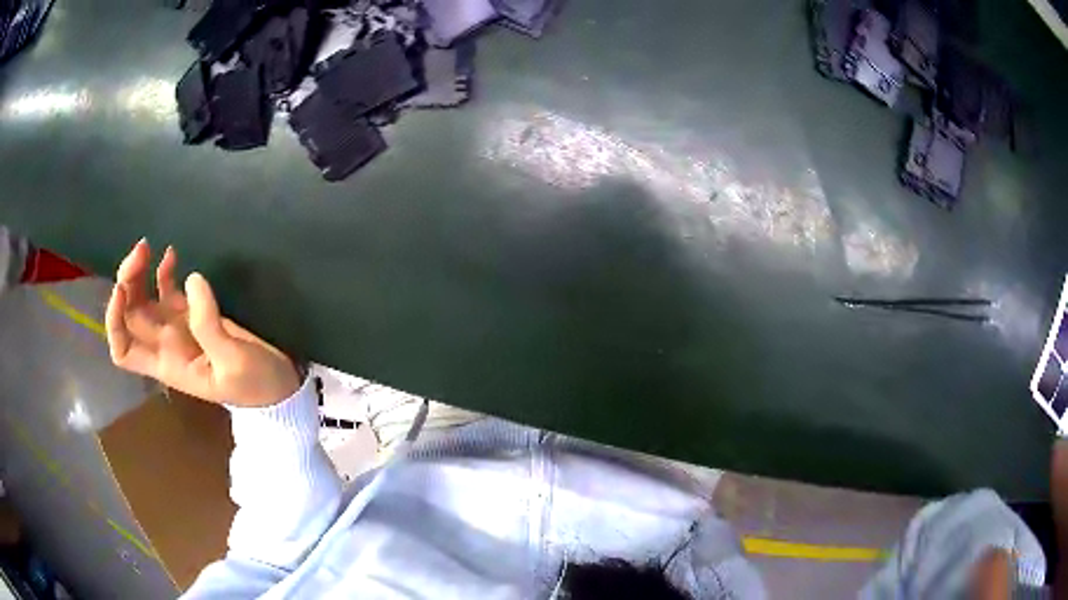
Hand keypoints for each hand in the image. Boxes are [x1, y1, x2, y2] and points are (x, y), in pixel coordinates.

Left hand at [105, 239, 300, 406]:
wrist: (279, 385)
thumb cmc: (256, 384)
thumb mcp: (234, 362)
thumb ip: (209, 325)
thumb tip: (192, 278)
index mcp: (168, 363)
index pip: (124, 350)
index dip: (115, 320)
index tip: (123, 290)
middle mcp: (165, 344)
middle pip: (130, 314)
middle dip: (127, 281)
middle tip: (143, 249)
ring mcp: (178, 326)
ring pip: (144, 298)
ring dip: (139, 273)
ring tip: (150, 246)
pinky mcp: (194, 312)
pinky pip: (167, 289)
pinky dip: (163, 270)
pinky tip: (171, 254)